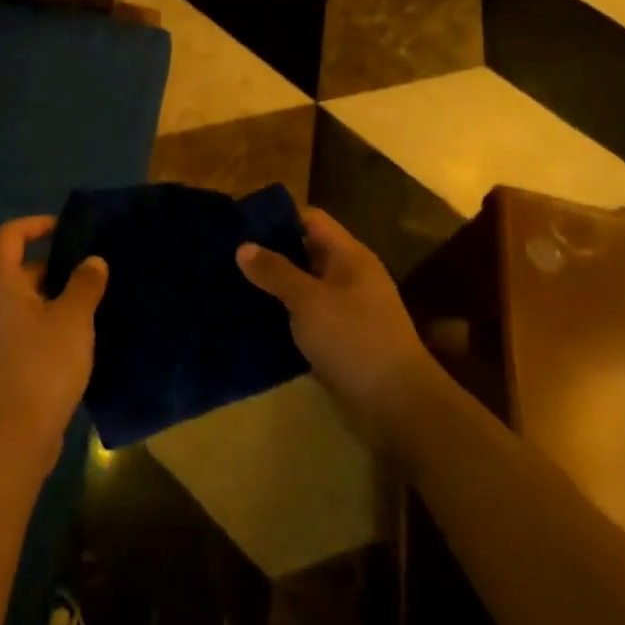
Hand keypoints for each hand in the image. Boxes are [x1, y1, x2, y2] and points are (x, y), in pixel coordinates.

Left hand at [0, 217, 107, 479]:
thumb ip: (85, 284)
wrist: (13, 440)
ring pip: (32, 302)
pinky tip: (85, 338)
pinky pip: (33, 328)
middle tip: (97, 270)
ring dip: (62, 298)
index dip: (38, 224)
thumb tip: (93, 261)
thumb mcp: (73, 319)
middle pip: (24, 268)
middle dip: (60, 266)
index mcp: (2, 284)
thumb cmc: (42, 366)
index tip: (70, 230)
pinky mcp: (9, 362)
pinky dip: (56, 325)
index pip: (11, 235)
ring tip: (99, 301)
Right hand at [237, 207, 443, 455]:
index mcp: (349, 256)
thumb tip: (243, 247)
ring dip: (273, 288)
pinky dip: (283, 317)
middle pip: (305, 252)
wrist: (397, 407)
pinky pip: (305, 319)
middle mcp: (349, 277)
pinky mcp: (340, 342)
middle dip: (270, 253)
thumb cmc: (354, 340)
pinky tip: (252, 321)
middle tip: (228, 256)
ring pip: (303, 288)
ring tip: (232, 286)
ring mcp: (346, 311)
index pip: (310, 220)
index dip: (278, 217)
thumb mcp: (309, 300)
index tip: (241, 224)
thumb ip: (275, 271)